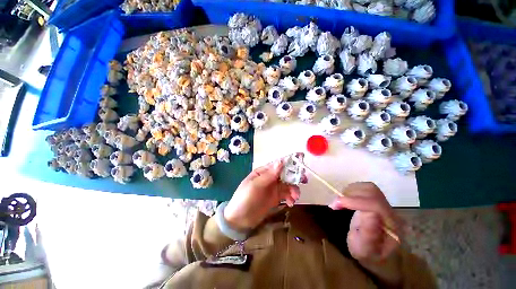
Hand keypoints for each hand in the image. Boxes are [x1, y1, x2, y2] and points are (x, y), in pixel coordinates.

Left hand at [224, 157, 302, 230]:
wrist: (239, 220)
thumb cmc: (245, 199)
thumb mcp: (255, 186)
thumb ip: (268, 175)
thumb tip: (281, 161)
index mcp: (263, 172)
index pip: (278, 164)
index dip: (289, 161)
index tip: (301, 160)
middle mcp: (270, 178)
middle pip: (285, 174)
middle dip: (295, 176)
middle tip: (304, 180)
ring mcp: (273, 188)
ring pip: (288, 184)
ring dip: (294, 189)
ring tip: (294, 197)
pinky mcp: (276, 198)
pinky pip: (287, 195)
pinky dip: (291, 197)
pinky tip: (290, 203)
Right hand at [329, 182, 402, 261]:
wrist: (372, 250)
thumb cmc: (367, 253)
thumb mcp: (365, 250)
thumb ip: (369, 235)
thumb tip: (371, 213)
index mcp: (392, 225)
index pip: (376, 205)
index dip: (355, 201)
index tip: (335, 205)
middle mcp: (390, 210)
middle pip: (372, 192)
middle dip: (350, 195)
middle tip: (335, 204)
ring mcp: (383, 203)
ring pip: (367, 187)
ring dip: (350, 192)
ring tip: (340, 203)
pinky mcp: (374, 199)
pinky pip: (363, 187)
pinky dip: (350, 190)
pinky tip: (345, 200)